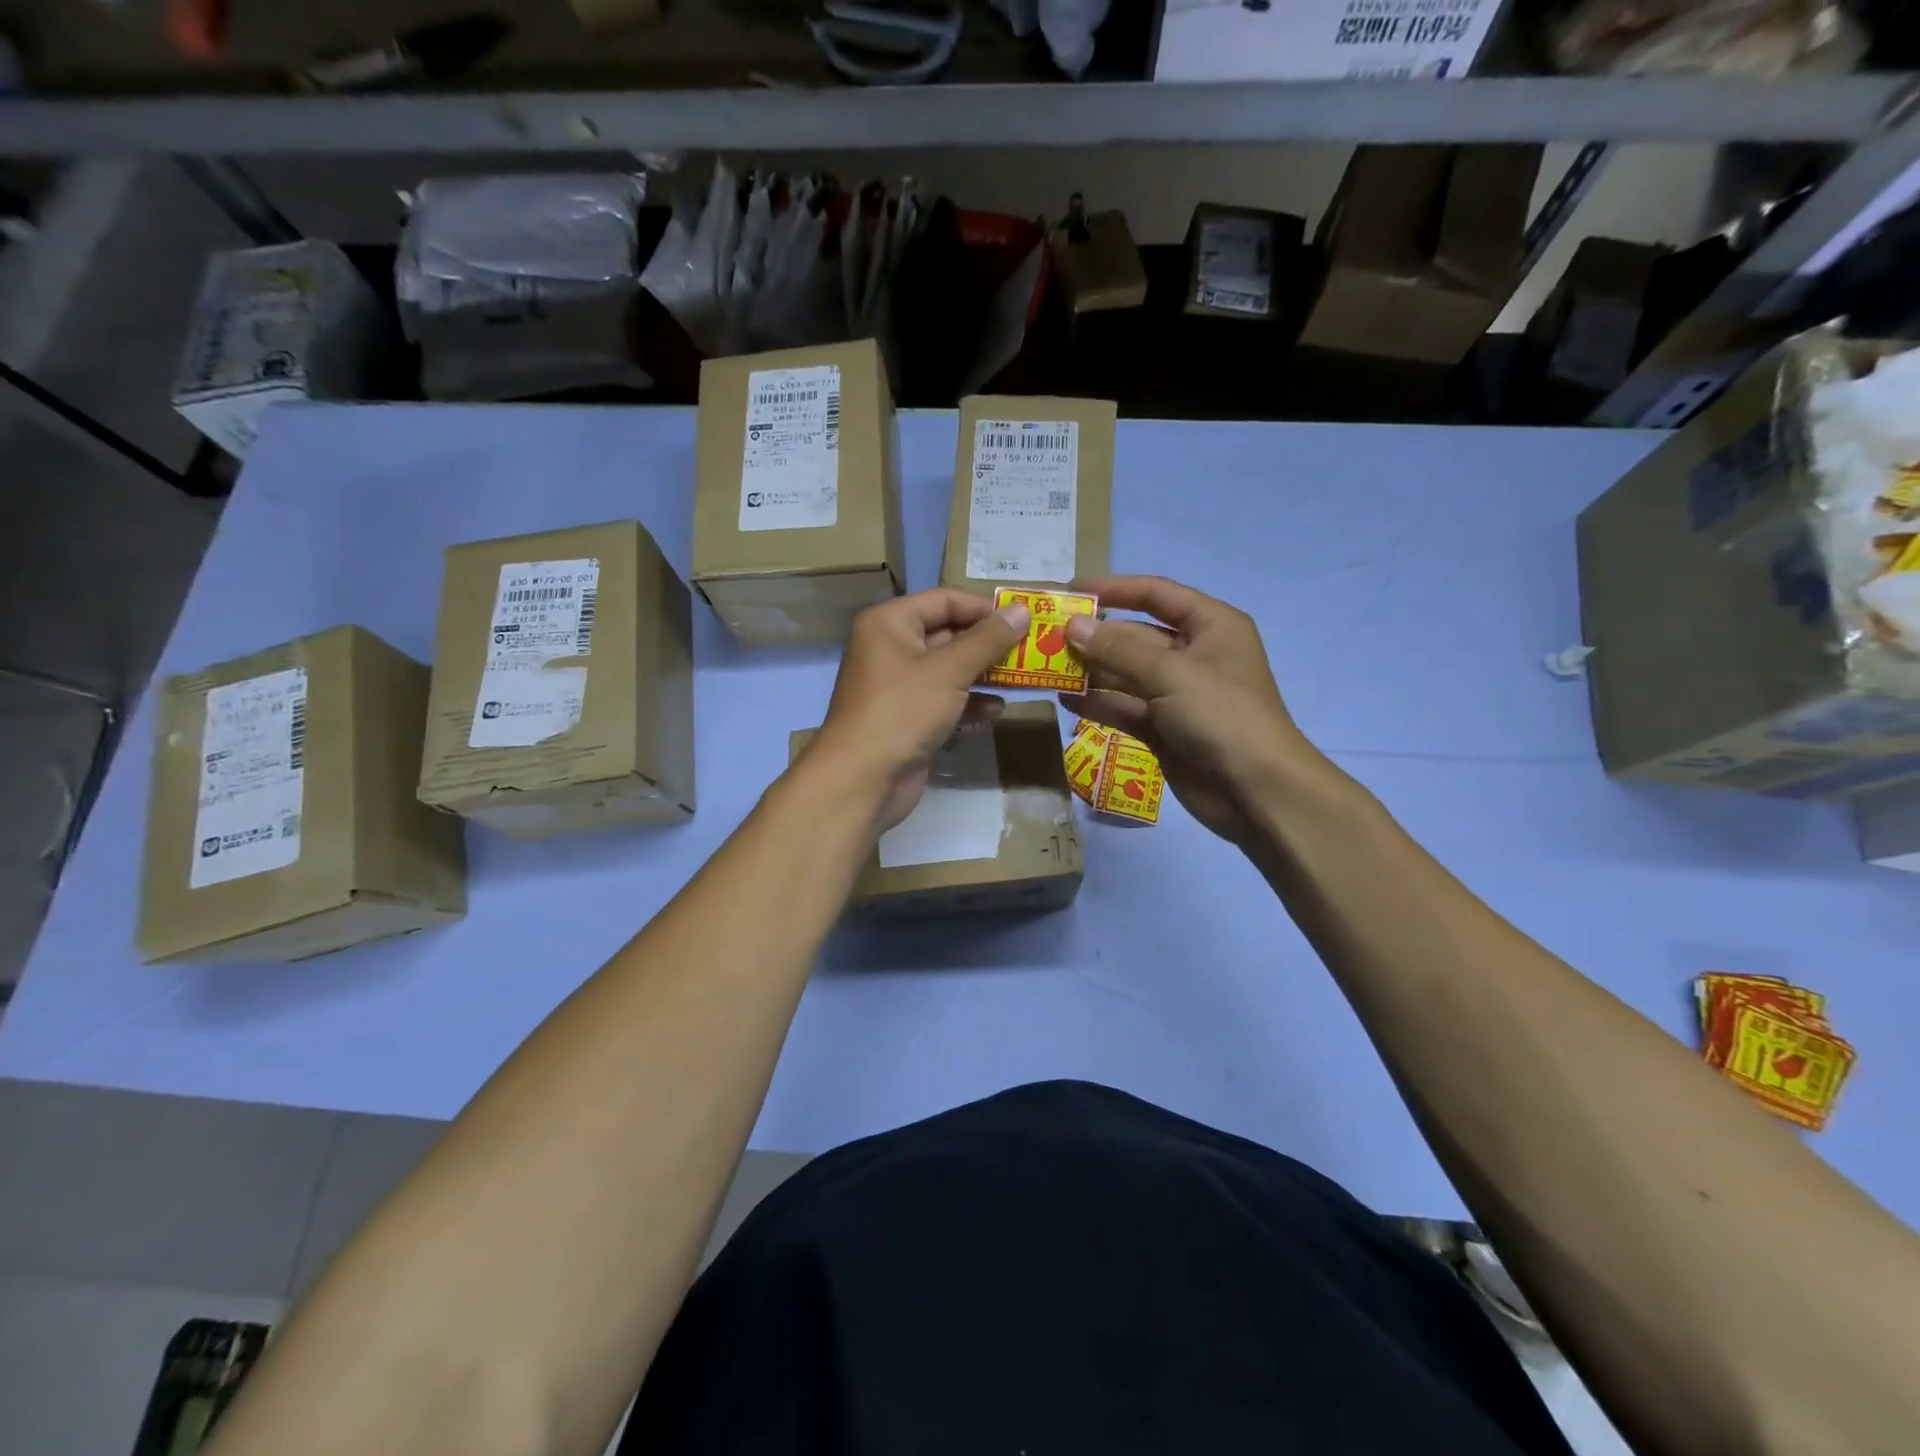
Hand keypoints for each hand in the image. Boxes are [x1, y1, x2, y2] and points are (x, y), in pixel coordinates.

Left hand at [808, 588, 1029, 830]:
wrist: (862, 779)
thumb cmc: (903, 710)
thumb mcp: (949, 670)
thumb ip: (988, 639)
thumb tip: (1022, 609)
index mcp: (890, 623)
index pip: (944, 600)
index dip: (983, 608)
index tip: (1022, 620)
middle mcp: (890, 648)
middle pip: (947, 634)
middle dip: (987, 644)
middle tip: (1029, 650)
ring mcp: (898, 686)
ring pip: (948, 670)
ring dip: (982, 675)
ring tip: (1021, 679)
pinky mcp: (907, 719)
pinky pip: (943, 701)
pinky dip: (968, 703)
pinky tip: (996, 711)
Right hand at [1061, 575, 1329, 845]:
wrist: (1255, 791)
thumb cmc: (1222, 716)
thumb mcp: (1170, 674)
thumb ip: (1118, 649)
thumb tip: (1072, 626)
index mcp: (1210, 626)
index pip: (1156, 594)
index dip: (1114, 589)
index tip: (1070, 592)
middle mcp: (1193, 654)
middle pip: (1135, 636)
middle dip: (1095, 636)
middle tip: (1047, 638)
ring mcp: (1177, 694)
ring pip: (1126, 673)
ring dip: (1091, 671)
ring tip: (1048, 668)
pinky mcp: (1164, 728)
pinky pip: (1125, 707)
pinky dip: (1098, 703)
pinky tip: (1065, 699)